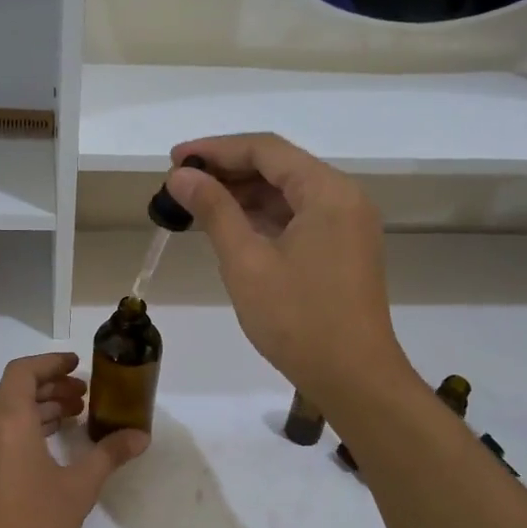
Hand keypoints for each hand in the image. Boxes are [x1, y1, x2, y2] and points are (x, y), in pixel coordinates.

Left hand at [0, 353, 147, 527]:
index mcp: (8, 419)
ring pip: (8, 412)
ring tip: (75, 417)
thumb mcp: (80, 486)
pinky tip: (54, 446)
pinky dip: (27, 427)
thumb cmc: (34, 522)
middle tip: (84, 396)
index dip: (51, 362)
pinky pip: (2, 433)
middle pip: (16, 389)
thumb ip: (110, 454)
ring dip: (40, 408)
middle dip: (51, 386)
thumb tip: (140, 435)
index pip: (23, 371)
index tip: (78, 365)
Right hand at [165, 133, 411, 409]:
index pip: (266, 150)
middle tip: (179, 184)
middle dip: (228, 171)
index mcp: (327, 192)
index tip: (173, 160)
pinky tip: (230, 227)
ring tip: (196, 204)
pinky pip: (299, 218)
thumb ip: (214, 210)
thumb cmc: (297, 319)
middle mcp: (344, 198)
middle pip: (279, 167)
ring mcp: (347, 225)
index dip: (215, 149)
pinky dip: (263, 218)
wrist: (353, 378)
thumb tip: (180, 176)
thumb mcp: (246, 262)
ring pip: (288, 194)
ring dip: (243, 195)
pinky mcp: (343, 250)